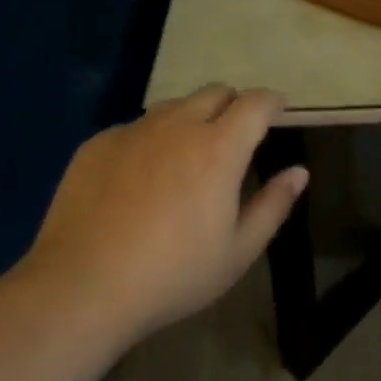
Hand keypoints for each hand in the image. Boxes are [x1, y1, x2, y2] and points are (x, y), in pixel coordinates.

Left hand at [22, 85, 306, 343]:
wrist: (81, 287)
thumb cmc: (171, 275)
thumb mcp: (236, 253)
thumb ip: (273, 206)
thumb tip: (299, 172)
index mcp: (219, 147)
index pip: (255, 103)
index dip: (271, 101)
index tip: (277, 108)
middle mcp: (178, 125)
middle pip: (215, 92)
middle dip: (232, 105)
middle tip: (233, 135)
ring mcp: (134, 130)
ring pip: (173, 106)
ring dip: (189, 119)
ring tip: (185, 155)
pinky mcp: (98, 143)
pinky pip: (134, 128)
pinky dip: (148, 141)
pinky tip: (137, 180)